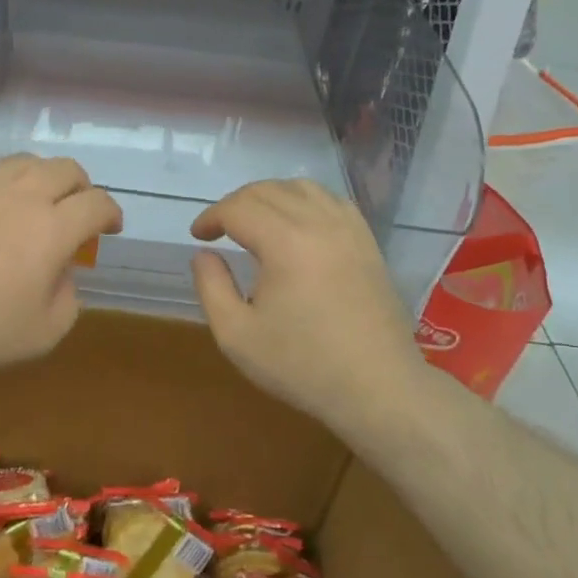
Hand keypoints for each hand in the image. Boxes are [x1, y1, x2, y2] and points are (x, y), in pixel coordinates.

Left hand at [0, 154, 122, 375]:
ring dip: (41, 176)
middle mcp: (24, 194)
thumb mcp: (41, 334)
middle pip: (67, 170)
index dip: (110, 213)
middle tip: (76, 209)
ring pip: (26, 160)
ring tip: (33, 198)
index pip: (97, 204)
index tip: (110, 227)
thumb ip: (67, 301)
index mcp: (54, 228)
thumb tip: (62, 275)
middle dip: (81, 187)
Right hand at [190, 179, 422, 434]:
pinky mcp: (367, 242)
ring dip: (270, 196)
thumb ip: (210, 287)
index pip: (237, 208)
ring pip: (301, 188)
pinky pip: (331, 201)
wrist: (379, 389)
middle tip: (220, 230)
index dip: (211, 217)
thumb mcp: (237, 335)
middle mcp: (318, 223)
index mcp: (285, 243)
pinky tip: (298, 224)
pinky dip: (305, 201)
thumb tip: (204, 255)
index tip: (199, 237)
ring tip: (256, 221)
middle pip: (266, 191)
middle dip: (235, 204)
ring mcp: (348, 229)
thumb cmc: (303, 365)